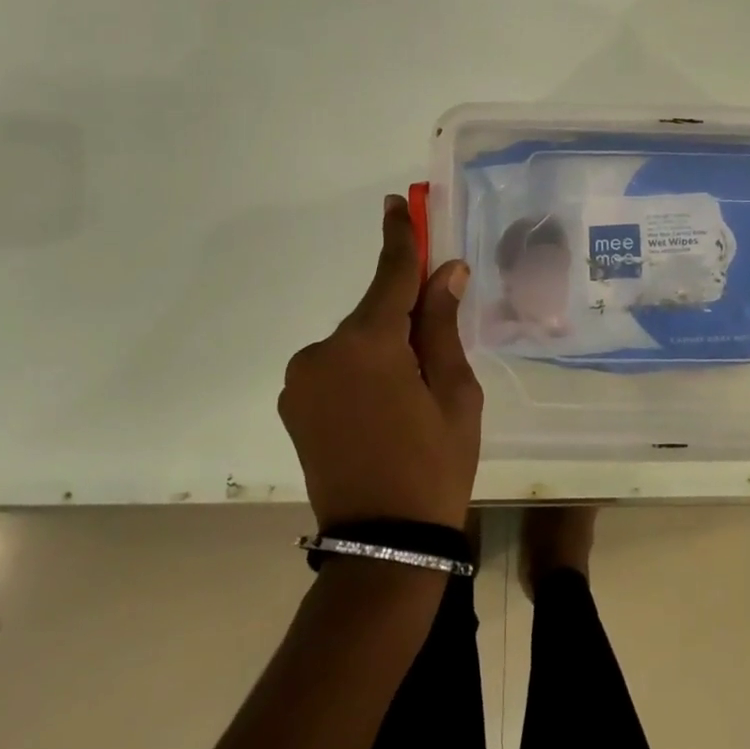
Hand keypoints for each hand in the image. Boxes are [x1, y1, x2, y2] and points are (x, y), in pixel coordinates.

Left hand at [278, 195, 481, 529]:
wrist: (383, 547)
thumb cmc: (434, 465)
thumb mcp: (456, 392)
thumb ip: (443, 324)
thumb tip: (447, 270)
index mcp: (368, 344)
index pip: (390, 274)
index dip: (399, 235)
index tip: (398, 202)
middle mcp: (323, 351)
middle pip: (374, 312)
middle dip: (404, 316)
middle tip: (436, 354)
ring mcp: (301, 378)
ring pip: (355, 342)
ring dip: (382, 349)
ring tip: (409, 396)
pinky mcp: (293, 402)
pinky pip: (336, 366)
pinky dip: (361, 370)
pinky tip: (382, 408)